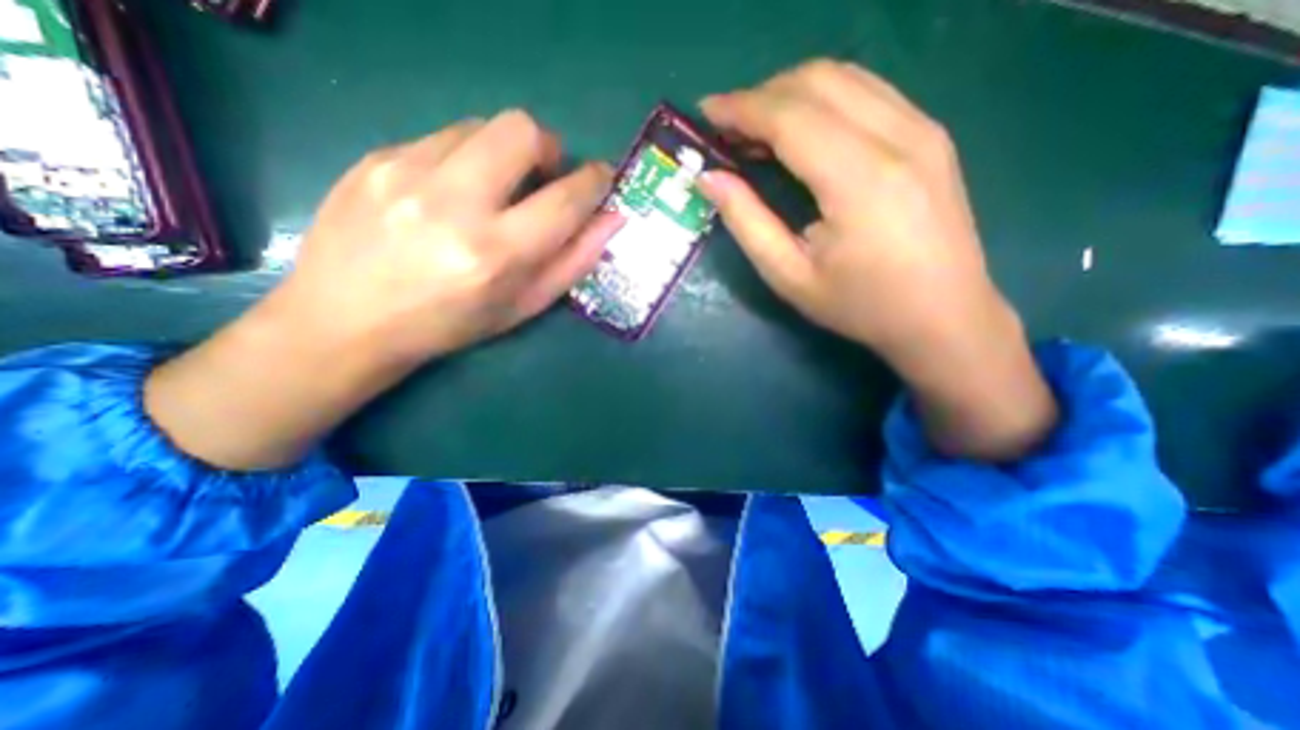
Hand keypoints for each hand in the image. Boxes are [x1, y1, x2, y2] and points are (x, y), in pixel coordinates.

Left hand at [144, 113, 625, 470]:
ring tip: (494, 188)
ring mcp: (406, 172)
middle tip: (544, 176)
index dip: (594, 181)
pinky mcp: (375, 157)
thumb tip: (613, 219)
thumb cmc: (450, 324)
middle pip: (521, 131)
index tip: (601, 176)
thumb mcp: (523, 306)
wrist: (346, 320)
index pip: (565, 199)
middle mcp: (453, 204)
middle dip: (548, 148)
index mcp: (496, 254)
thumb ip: (574, 262)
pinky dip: (464, 158)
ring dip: (504, 152)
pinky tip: (450, 192)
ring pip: (481, 127)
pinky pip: (441, 137)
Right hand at [701, 62, 1053, 461]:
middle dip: (761, 95)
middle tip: (727, 127)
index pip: (790, 117)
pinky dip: (822, 99)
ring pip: (845, 77)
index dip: (741, 109)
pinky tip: (801, 130)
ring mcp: (923, 129)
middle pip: (817, 83)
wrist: (944, 315)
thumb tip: (710, 179)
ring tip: (756, 128)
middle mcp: (899, 137)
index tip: (705, 113)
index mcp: (861, 180)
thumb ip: (747, 222)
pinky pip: (868, 92)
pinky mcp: (930, 135)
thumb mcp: (790, 276)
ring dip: (790, 93)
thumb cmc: (860, 306)